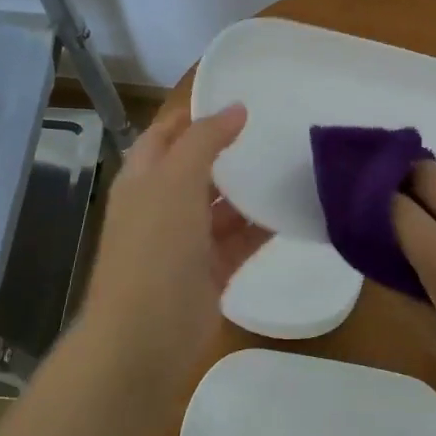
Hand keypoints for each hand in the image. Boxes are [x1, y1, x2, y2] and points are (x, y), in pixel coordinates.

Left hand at [78, 104, 269, 383]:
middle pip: (197, 168)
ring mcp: (185, 241)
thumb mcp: (174, 181)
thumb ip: (204, 140)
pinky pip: (240, 240)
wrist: (145, 337)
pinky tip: (293, 210)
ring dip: (249, 190)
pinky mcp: (210, 271)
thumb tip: (236, 108)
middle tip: (274, 129)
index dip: (194, 114)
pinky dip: (261, 227)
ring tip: (290, 164)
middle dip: (229, 150)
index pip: (166, 134)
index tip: (237, 97)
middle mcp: (161, 205)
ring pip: (222, 206)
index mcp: (143, 179)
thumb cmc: (154, 248)